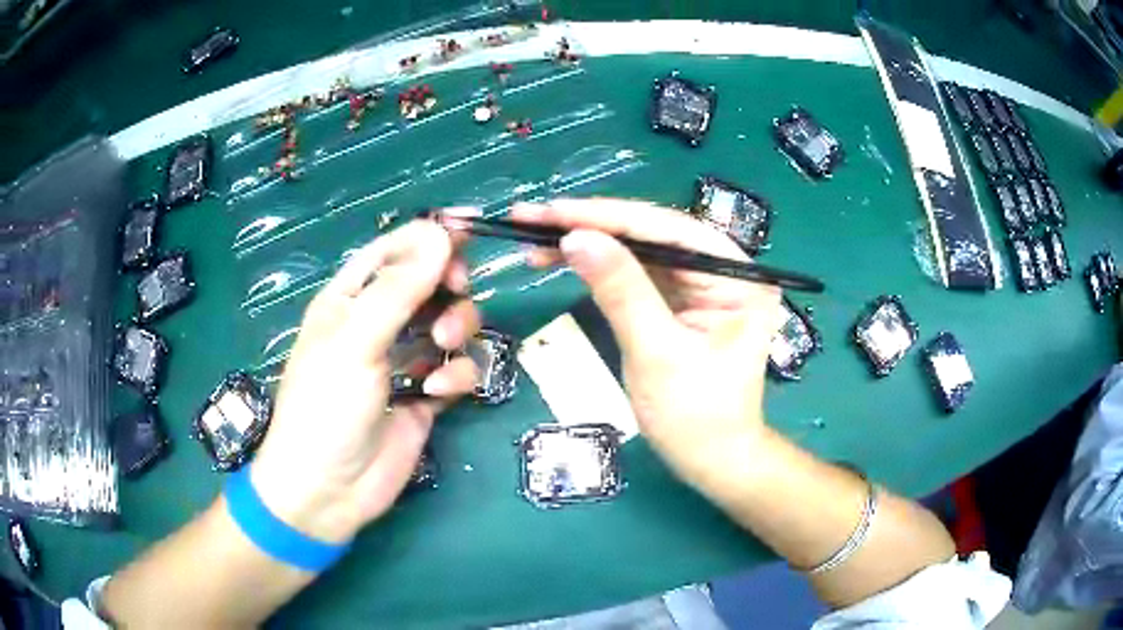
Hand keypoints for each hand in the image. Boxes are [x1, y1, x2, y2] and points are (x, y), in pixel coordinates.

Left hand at [249, 219, 480, 544]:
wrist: (328, 489)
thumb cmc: (325, 406)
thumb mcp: (356, 340)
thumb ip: (400, 288)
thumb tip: (442, 234)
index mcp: (351, 299)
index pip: (393, 251)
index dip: (428, 237)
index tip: (469, 229)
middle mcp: (378, 323)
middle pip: (429, 283)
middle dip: (448, 285)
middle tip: (456, 291)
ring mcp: (404, 360)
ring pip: (449, 323)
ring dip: (455, 327)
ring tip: (441, 346)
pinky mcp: (426, 395)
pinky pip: (456, 368)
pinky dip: (455, 374)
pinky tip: (435, 391)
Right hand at [510, 199, 782, 492]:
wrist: (713, 462)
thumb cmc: (695, 418)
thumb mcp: (656, 354)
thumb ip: (620, 291)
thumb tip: (576, 237)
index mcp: (737, 276)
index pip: (667, 230)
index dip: (605, 216)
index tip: (549, 211)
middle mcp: (724, 269)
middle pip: (651, 233)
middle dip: (590, 226)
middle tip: (529, 219)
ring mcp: (702, 284)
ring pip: (638, 250)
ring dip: (588, 243)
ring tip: (535, 241)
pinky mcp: (682, 300)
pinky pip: (637, 273)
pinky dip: (599, 267)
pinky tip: (564, 259)